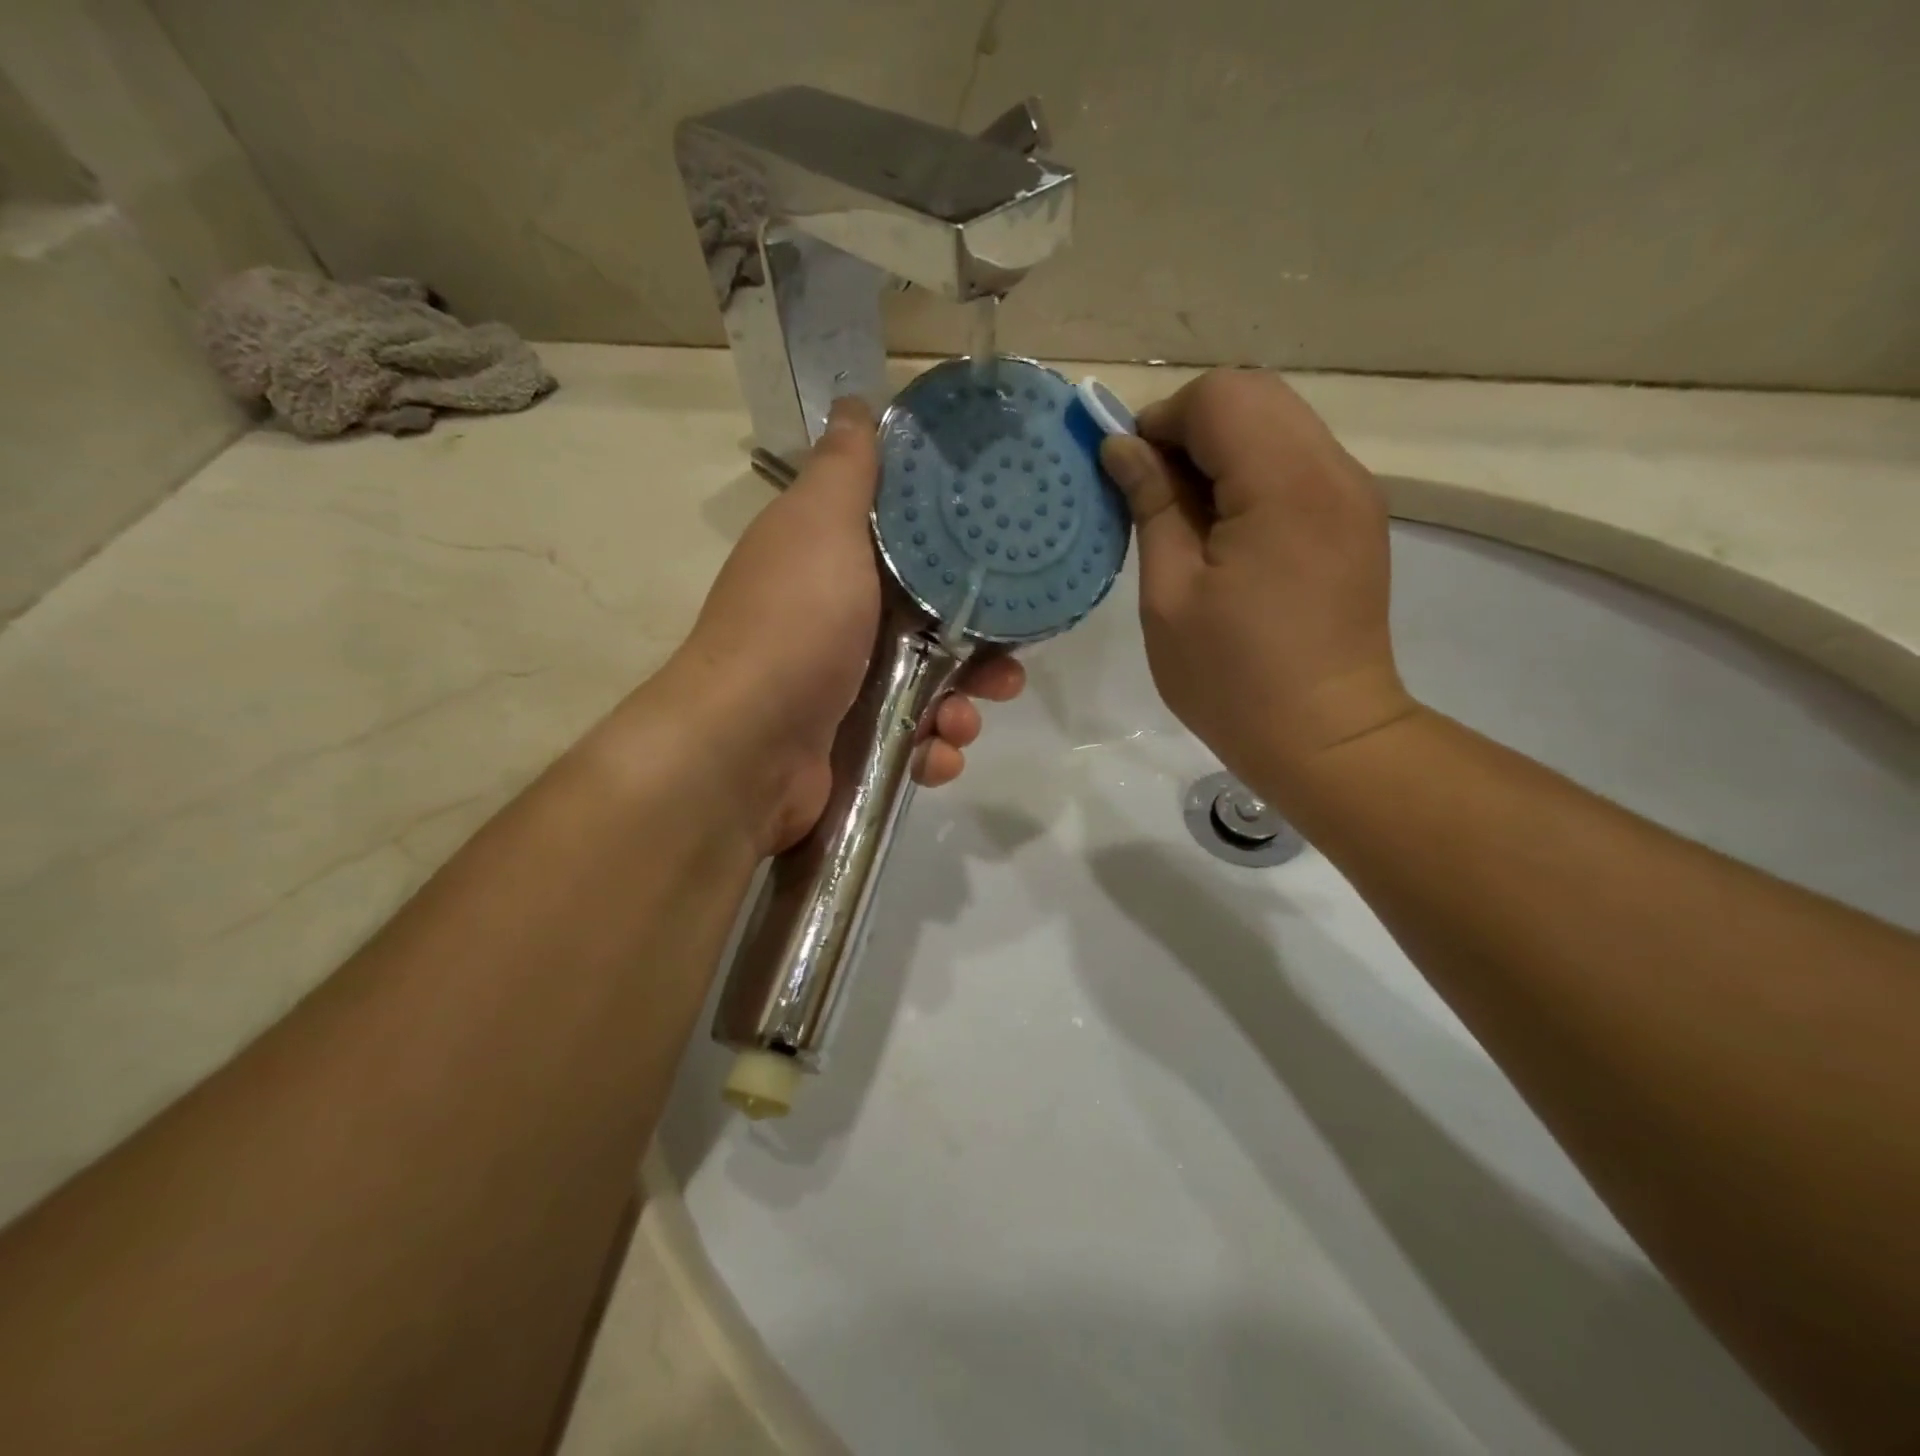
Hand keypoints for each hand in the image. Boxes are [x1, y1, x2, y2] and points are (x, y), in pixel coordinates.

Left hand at [668, 397, 1024, 852]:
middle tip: (1006, 669)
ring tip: (962, 721)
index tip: (1007, 575)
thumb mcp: (820, 525)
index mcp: (836, 565)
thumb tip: (857, 404)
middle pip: (935, 630)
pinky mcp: (854, 747)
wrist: (746, 746)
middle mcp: (843, 624)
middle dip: (981, 652)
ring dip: (963, 708)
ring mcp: (847, 690)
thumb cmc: (795, 626)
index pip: (916, 554)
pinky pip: (915, 744)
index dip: (964, 564)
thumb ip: (847, 469)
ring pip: (934, 692)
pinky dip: (933, 752)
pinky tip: (936, 755)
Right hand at [1099, 370, 1414, 805]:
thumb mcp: (1169, 594)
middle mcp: (1332, 470)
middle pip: (1254, 395)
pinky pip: (1297, 461)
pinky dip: (1252, 472)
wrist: (1325, 737)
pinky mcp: (1356, 518)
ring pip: (1278, 423)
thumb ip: (1151, 506)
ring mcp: (1354, 492)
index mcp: (1284, 486)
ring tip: (1187, 515)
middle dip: (1190, 427)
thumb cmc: (1232, 678)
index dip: (1161, 421)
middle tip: (1152, 491)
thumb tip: (1123, 447)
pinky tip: (1228, 531)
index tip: (1129, 473)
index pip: (1219, 396)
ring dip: (1221, 449)